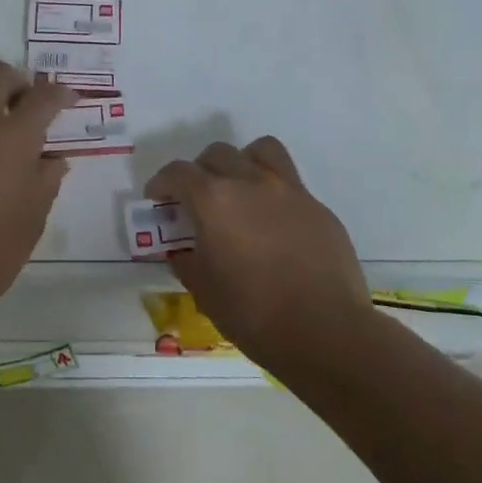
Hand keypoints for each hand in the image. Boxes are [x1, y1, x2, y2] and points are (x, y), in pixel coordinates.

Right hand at [146, 136, 370, 358]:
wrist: (325, 332)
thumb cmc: (252, 313)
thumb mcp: (204, 291)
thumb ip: (188, 262)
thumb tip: (185, 252)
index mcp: (214, 200)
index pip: (178, 173)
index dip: (162, 182)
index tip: (157, 198)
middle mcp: (250, 183)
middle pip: (218, 154)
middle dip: (200, 171)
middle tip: (196, 199)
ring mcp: (289, 191)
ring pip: (261, 151)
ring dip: (242, 163)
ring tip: (239, 190)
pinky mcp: (318, 208)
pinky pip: (290, 184)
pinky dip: (273, 193)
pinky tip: (274, 225)